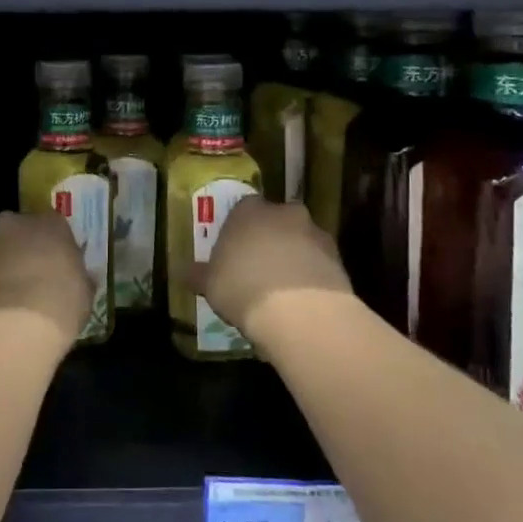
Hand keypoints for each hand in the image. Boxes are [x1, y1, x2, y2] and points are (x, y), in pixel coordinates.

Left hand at [0, 211, 93, 346]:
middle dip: (26, 249)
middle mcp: (17, 224)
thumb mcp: (84, 293)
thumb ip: (80, 278)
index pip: (55, 226)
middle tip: (35, 277)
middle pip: (22, 232)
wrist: (11, 328)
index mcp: (50, 223)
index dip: (57, 247)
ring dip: (5, 265)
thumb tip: (80, 279)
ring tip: (14, 297)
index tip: (60, 266)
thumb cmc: (60, 304)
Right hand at [199, 198, 350, 358]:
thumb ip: (199, 275)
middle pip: (275, 221)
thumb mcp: (210, 285)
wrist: (300, 312)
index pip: (242, 209)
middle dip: (269, 240)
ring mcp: (315, 233)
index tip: (234, 253)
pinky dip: (312, 276)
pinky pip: (319, 263)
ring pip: (300, 241)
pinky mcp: (338, 258)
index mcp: (249, 211)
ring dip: (293, 257)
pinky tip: (302, 302)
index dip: (238, 231)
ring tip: (282, 290)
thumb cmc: (243, 288)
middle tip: (258, 269)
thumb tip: (184, 272)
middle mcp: (284, 213)